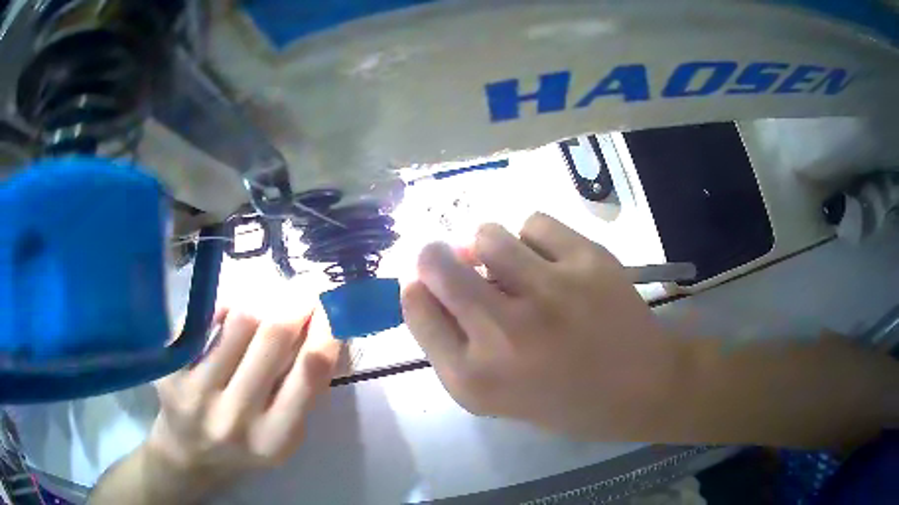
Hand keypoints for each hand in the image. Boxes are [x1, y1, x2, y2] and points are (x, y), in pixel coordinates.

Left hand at [145, 307, 340, 489]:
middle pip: (272, 337)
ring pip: (239, 321)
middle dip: (296, 304)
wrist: (190, 454)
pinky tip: (232, 313)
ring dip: (262, 304)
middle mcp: (235, 417)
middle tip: (305, 290)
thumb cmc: (245, 445)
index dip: (326, 331)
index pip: (309, 374)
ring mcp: (197, 392)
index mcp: (275, 439)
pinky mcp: (171, 370)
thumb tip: (327, 328)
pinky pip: (205, 319)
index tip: (333, 308)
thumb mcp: (283, 435)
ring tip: (267, 306)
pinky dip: (226, 308)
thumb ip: (303, 390)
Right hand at [401, 213, 685, 439]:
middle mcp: (504, 333)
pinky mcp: (587, 262)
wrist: (642, 388)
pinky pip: (534, 223)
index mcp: (475, 378)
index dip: (417, 290)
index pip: (416, 309)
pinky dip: (533, 238)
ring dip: (489, 245)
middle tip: (454, 259)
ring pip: (487, 234)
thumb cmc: (565, 401)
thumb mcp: (497, 395)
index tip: (428, 285)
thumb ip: (457, 346)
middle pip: (435, 263)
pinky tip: (550, 261)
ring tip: (512, 263)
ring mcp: (549, 293)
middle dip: (436, 256)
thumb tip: (429, 283)